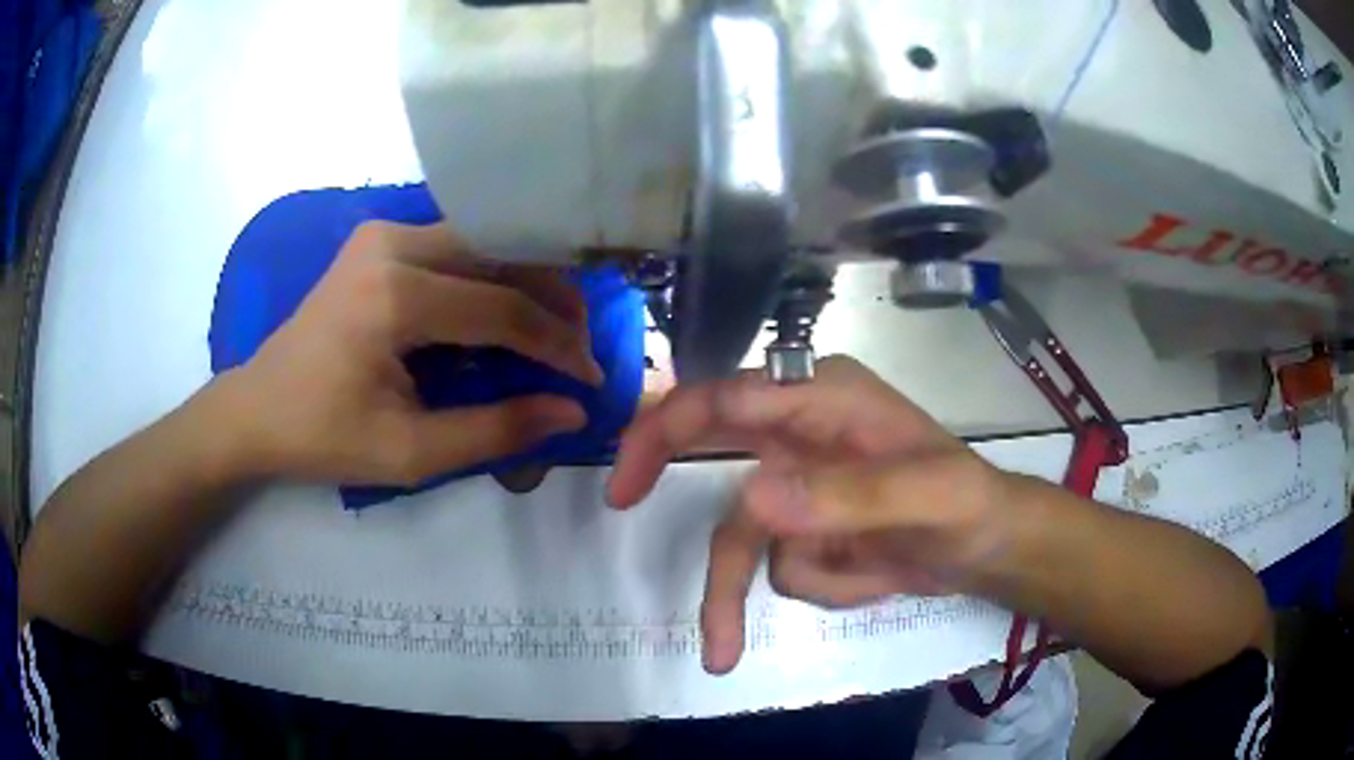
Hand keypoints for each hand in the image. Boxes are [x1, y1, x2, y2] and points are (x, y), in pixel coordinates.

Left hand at [222, 221, 603, 485]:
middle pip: (500, 255)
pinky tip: (506, 307)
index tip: (591, 378)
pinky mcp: (378, 239)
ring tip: (554, 326)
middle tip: (579, 344)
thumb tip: (573, 412)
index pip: (502, 308)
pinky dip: (491, 275)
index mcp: (393, 296)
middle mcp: (392, 244)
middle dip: (552, 299)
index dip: (557, 345)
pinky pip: (455, 246)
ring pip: (482, 242)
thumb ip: (495, 431)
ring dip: (525, 281)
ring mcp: (383, 233)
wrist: (255, 408)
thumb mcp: (409, 453)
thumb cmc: (323, 437)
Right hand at [607, 357, 1012, 673]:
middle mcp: (802, 432)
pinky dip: (817, 585)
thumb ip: (846, 497)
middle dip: (659, 462)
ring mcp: (801, 484)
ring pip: (739, 535)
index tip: (627, 481)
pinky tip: (867, 580)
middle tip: (619, 500)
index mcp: (828, 399)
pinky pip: (779, 566)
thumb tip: (751, 502)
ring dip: (733, 593)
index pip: (732, 397)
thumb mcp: (926, 498)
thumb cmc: (968, 505)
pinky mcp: (807, 528)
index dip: (669, 427)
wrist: (987, 549)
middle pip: (709, 435)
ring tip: (723, 653)